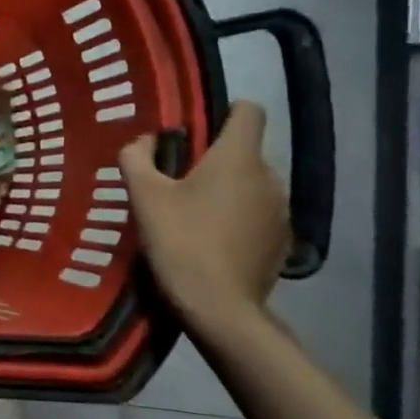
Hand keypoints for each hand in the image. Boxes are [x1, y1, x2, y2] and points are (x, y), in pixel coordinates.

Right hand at [120, 101, 289, 329]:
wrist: (219, 308)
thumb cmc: (181, 241)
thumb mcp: (144, 196)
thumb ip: (137, 157)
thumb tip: (145, 141)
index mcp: (238, 157)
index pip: (249, 110)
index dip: (225, 111)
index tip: (197, 131)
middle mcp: (269, 176)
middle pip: (244, 151)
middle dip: (215, 159)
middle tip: (177, 181)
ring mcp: (281, 211)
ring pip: (252, 183)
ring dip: (227, 190)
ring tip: (193, 214)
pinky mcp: (282, 241)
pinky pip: (258, 214)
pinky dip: (238, 218)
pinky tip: (212, 241)